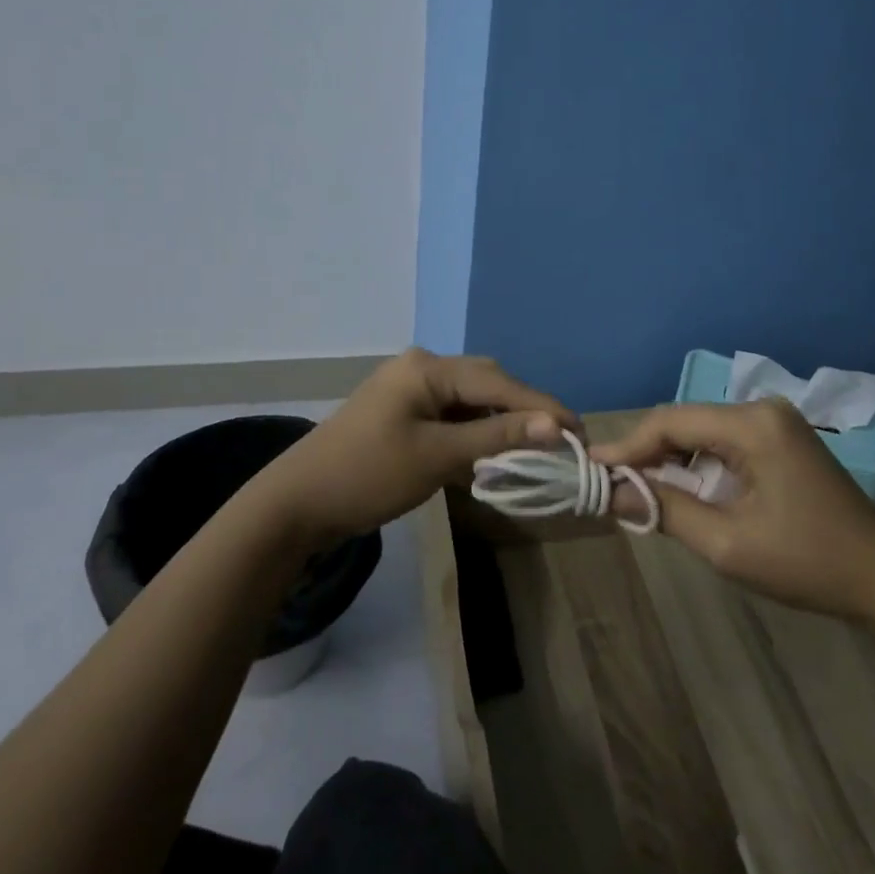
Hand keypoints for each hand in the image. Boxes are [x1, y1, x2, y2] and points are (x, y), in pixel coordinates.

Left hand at [258, 349, 576, 551]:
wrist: (296, 505)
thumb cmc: (367, 475)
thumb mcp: (437, 457)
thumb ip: (496, 439)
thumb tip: (555, 426)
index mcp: (427, 368)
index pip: (497, 382)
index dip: (540, 406)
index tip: (578, 430)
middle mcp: (421, 369)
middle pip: (486, 385)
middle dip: (523, 412)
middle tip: (561, 440)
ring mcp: (410, 391)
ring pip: (471, 403)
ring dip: (499, 426)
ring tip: (536, 449)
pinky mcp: (405, 415)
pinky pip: (452, 418)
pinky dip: (475, 436)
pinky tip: (494, 455)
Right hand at [591, 399, 874, 617]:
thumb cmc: (806, 562)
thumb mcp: (727, 543)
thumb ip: (665, 510)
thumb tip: (611, 493)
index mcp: (753, 424)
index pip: (671, 421)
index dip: (627, 445)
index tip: (591, 468)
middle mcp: (763, 409)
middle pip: (686, 421)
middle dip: (647, 452)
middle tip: (611, 483)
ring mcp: (777, 422)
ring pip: (703, 431)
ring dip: (671, 458)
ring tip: (638, 488)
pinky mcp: (783, 439)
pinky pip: (726, 442)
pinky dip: (699, 462)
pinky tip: (682, 486)